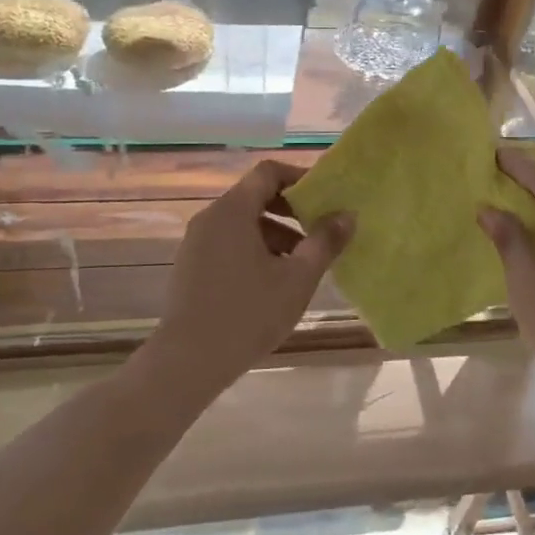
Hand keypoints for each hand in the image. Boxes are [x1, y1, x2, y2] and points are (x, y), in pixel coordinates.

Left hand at [146, 160, 351, 394]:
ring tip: (301, 265)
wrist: (188, 361)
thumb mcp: (297, 278)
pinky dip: (254, 250)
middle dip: (291, 210)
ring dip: (275, 234)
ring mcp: (196, 243)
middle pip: (255, 197)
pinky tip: (272, 283)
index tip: (325, 196)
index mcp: (233, 211)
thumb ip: (324, 242)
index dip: (299, 177)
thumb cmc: (248, 313)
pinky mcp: (191, 266)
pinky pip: (228, 243)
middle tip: (319, 231)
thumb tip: (347, 214)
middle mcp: (210, 218)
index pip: (268, 173)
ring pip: (242, 223)